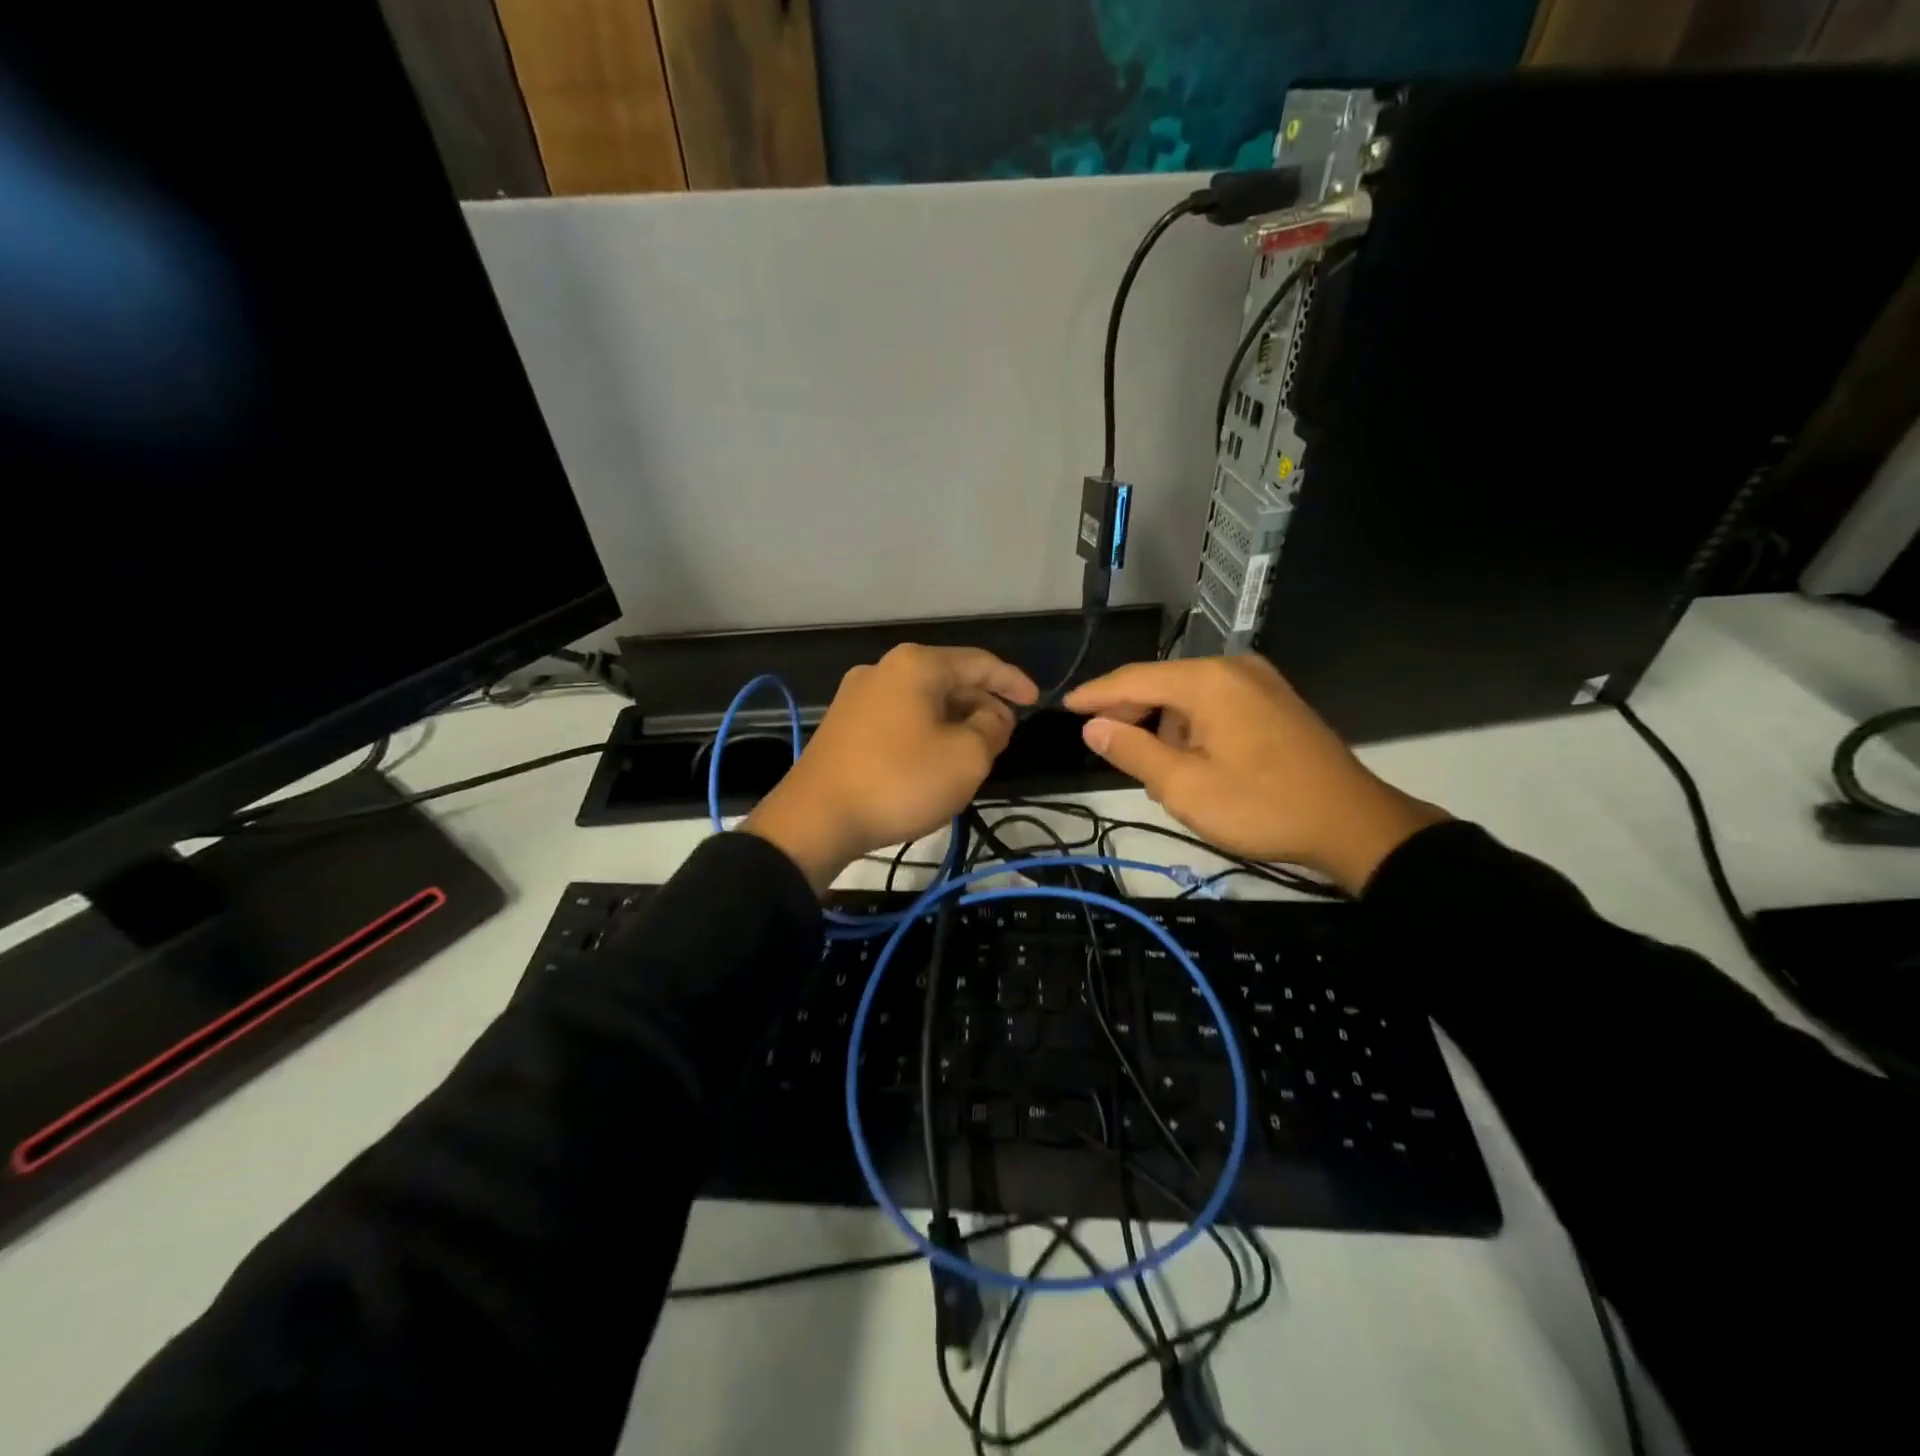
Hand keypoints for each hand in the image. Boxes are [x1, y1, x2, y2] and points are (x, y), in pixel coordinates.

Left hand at [744, 645, 1038, 892]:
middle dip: (981, 706)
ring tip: (971, 755)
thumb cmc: (900, 780)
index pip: (979, 662)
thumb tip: (992, 716)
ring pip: (923, 702)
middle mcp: (884, 669)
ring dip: (954, 723)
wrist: (815, 819)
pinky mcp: (843, 725)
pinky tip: (932, 761)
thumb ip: (992, 728)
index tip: (1036, 702)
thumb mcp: (966, 757)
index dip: (1013, 682)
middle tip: (1002, 740)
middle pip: (949, 680)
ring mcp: (857, 696)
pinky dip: (925, 733)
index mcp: (916, 664)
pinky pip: (899, 719)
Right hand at [1063, 655, 1446, 893]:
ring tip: (1153, 768)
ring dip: (1163, 725)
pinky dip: (1192, 726)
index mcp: (1208, 681)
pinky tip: (1191, 759)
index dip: (1096, 694)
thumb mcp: (1185, 787)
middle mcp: (1233, 668)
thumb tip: (1093, 726)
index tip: (1065, 706)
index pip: (1134, 679)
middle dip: (1131, 712)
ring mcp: (1260, 682)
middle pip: (1163, 683)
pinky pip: (1216, 704)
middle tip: (1106, 746)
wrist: (1353, 823)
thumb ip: (1132, 751)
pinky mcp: (1276, 701)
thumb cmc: (1261, 806)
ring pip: (1189, 696)